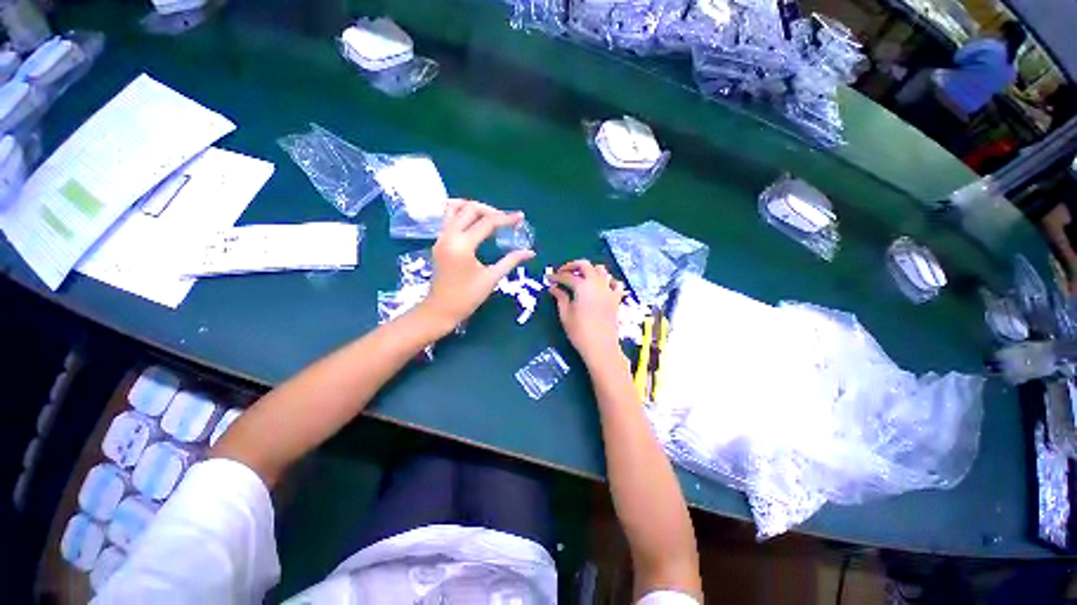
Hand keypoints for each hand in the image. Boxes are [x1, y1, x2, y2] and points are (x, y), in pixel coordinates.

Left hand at [420, 200, 533, 332]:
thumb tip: (530, 252)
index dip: (506, 218)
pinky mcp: (438, 242)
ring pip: (454, 209)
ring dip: (473, 208)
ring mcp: (440, 238)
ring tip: (489, 216)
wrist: (440, 310)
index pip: (487, 223)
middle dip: (490, 210)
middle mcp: (448, 236)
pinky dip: (462, 214)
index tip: (520, 217)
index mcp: (462, 245)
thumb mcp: (491, 278)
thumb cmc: (467, 297)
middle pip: (469, 209)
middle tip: (505, 219)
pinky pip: (448, 218)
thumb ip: (511, 261)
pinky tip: (474, 223)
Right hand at [549, 260, 626, 366]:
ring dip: (589, 270)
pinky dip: (608, 280)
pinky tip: (601, 286)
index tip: (548, 278)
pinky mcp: (616, 298)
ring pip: (601, 270)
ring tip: (580, 277)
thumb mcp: (565, 314)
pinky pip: (615, 283)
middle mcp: (597, 283)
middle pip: (585, 265)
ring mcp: (608, 289)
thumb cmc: (579, 332)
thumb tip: (553, 287)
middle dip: (572, 266)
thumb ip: (560, 297)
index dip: (556, 276)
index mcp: (582, 286)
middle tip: (562, 273)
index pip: (566, 276)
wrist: (601, 347)